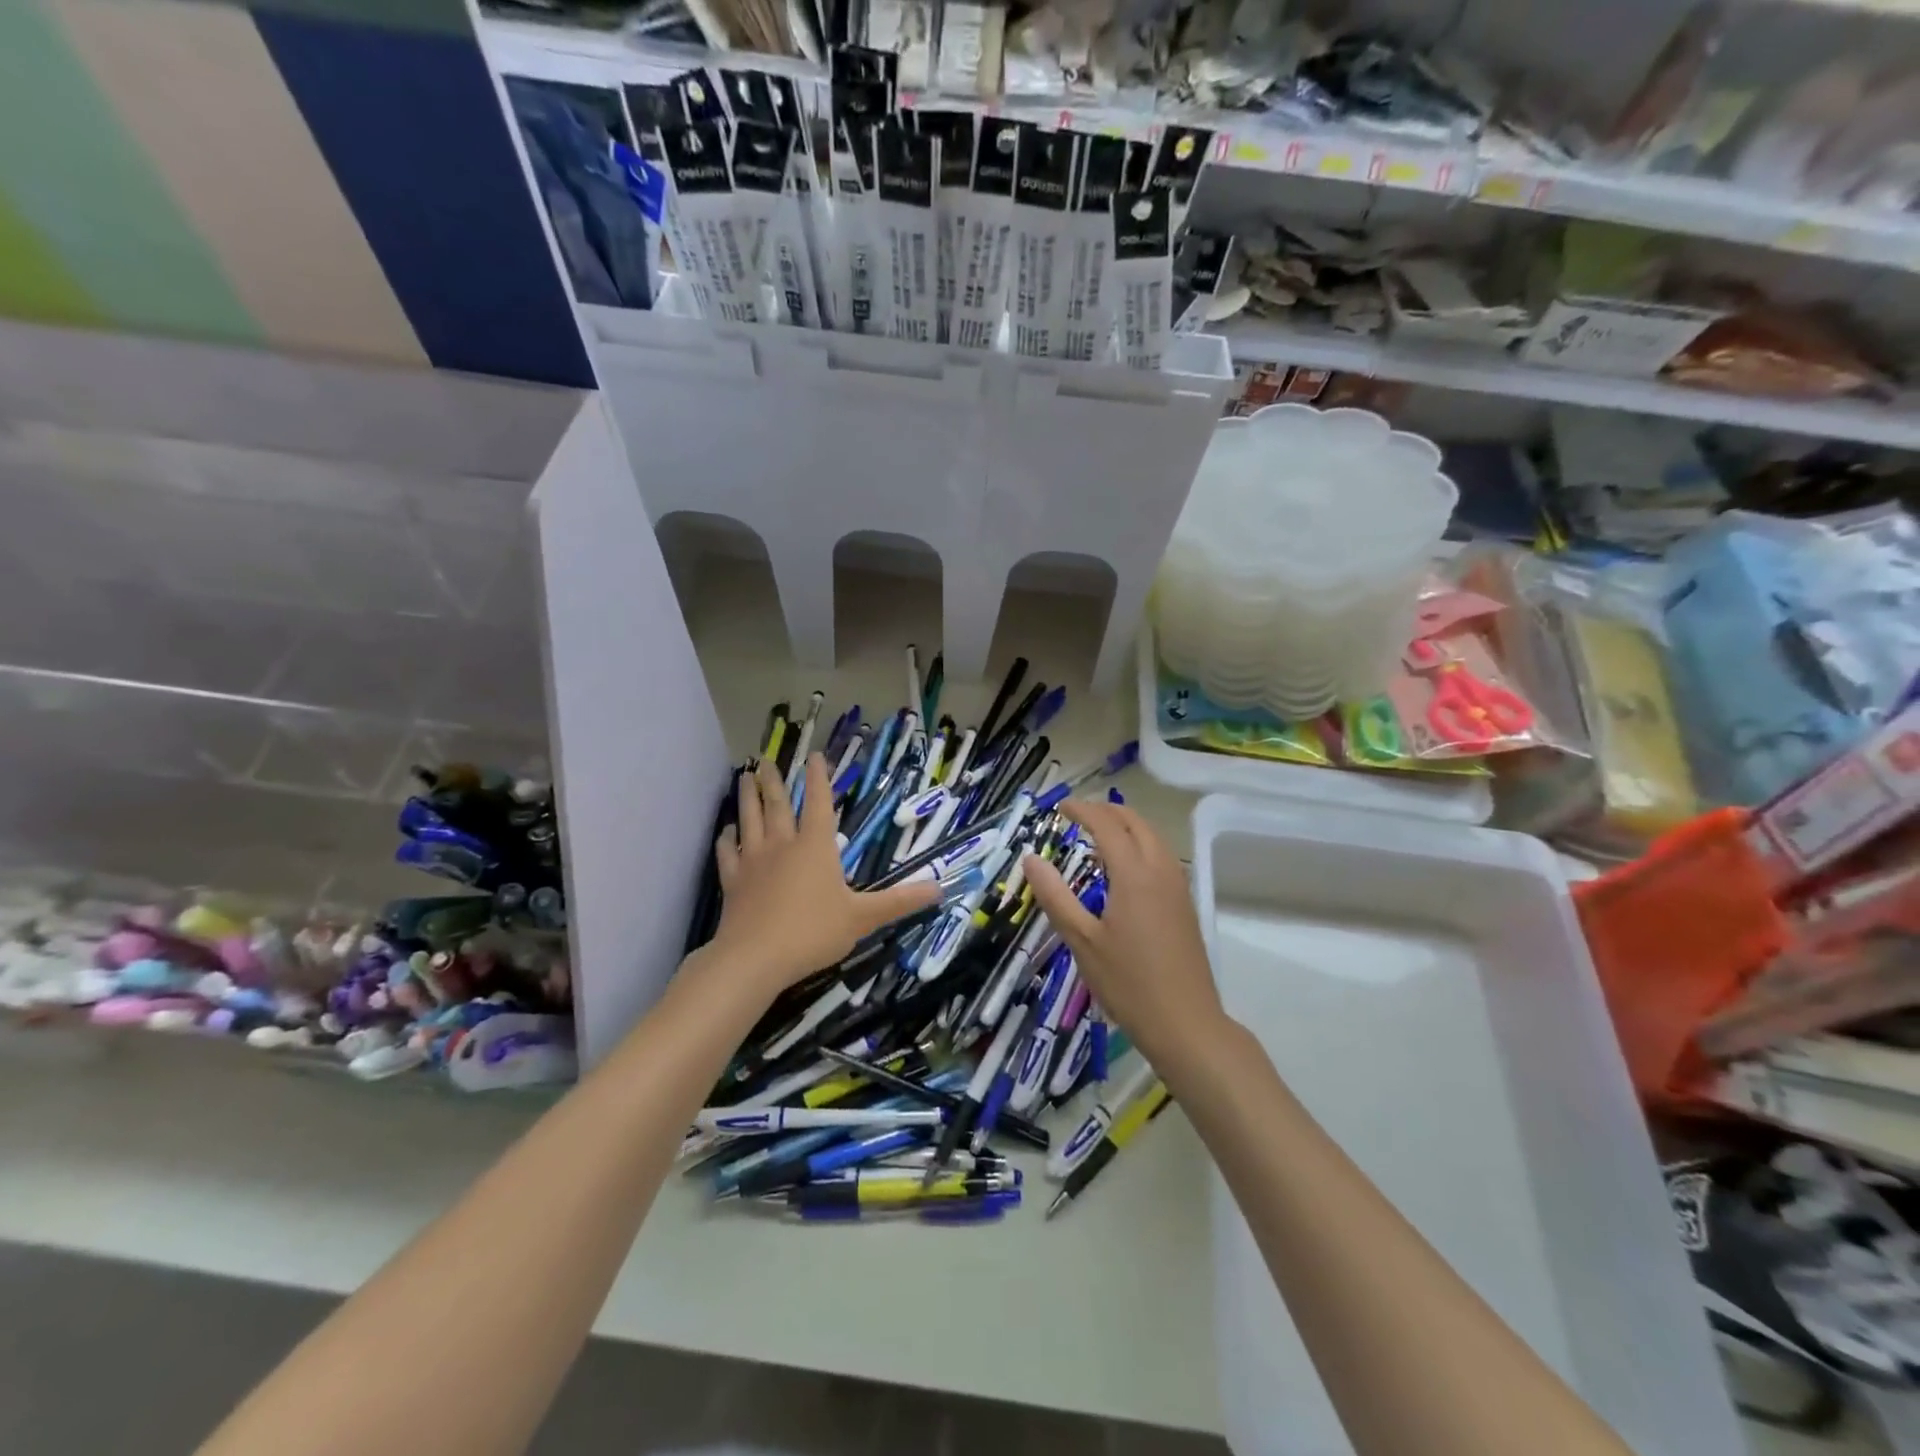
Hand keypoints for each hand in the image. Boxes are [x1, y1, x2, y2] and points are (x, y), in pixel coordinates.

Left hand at [708, 755, 939, 997]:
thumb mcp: (863, 918)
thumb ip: (899, 901)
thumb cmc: (813, 932)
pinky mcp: (733, 881)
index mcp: (816, 846)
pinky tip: (727, 831)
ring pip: (749, 819)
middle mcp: (783, 844)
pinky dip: (727, 838)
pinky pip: (728, 852)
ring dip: (747, 797)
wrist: (755, 958)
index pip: (819, 802)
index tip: (814, 755)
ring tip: (744, 777)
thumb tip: (940, 888)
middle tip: (765, 760)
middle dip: (774, 780)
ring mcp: (754, 860)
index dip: (819, 778)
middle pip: (778, 804)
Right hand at [1023, 800, 1224, 1067]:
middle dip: (1106, 812)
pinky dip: (1140, 846)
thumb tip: (1031, 858)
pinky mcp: (1185, 904)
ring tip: (1097, 837)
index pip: (1107, 825)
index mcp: (1134, 875)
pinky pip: (1161, 857)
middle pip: (1136, 823)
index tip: (1059, 808)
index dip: (1082, 811)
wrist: (1186, 1023)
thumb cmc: (1128, 983)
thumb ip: (1055, 896)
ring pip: (1153, 838)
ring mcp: (1178, 887)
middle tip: (1077, 815)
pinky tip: (1122, 870)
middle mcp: (1160, 871)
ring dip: (1126, 827)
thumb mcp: (1082, 941)